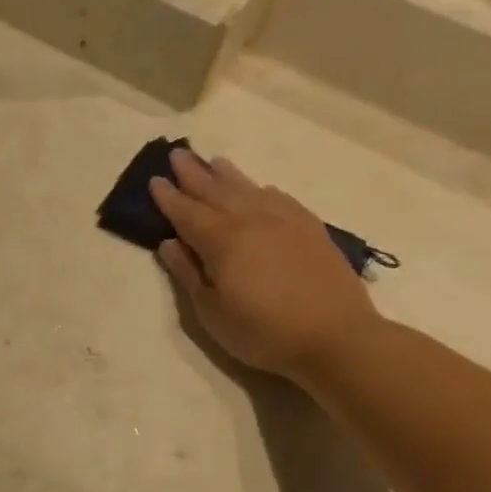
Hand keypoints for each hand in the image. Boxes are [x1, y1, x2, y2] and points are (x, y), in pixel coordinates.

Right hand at [150, 147, 379, 380]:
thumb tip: (169, 244)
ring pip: (248, 189)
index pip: (186, 212)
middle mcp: (251, 220)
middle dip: (193, 173)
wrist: (336, 337)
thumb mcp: (211, 312)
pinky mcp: (310, 229)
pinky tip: (259, 188)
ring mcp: (285, 221)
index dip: (168, 197)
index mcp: (222, 240)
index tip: (154, 180)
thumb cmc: (263, 331)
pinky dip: (261, 189)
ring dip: (226, 174)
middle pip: (215, 191)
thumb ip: (188, 274)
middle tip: (177, 154)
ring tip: (212, 161)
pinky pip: (279, 198)